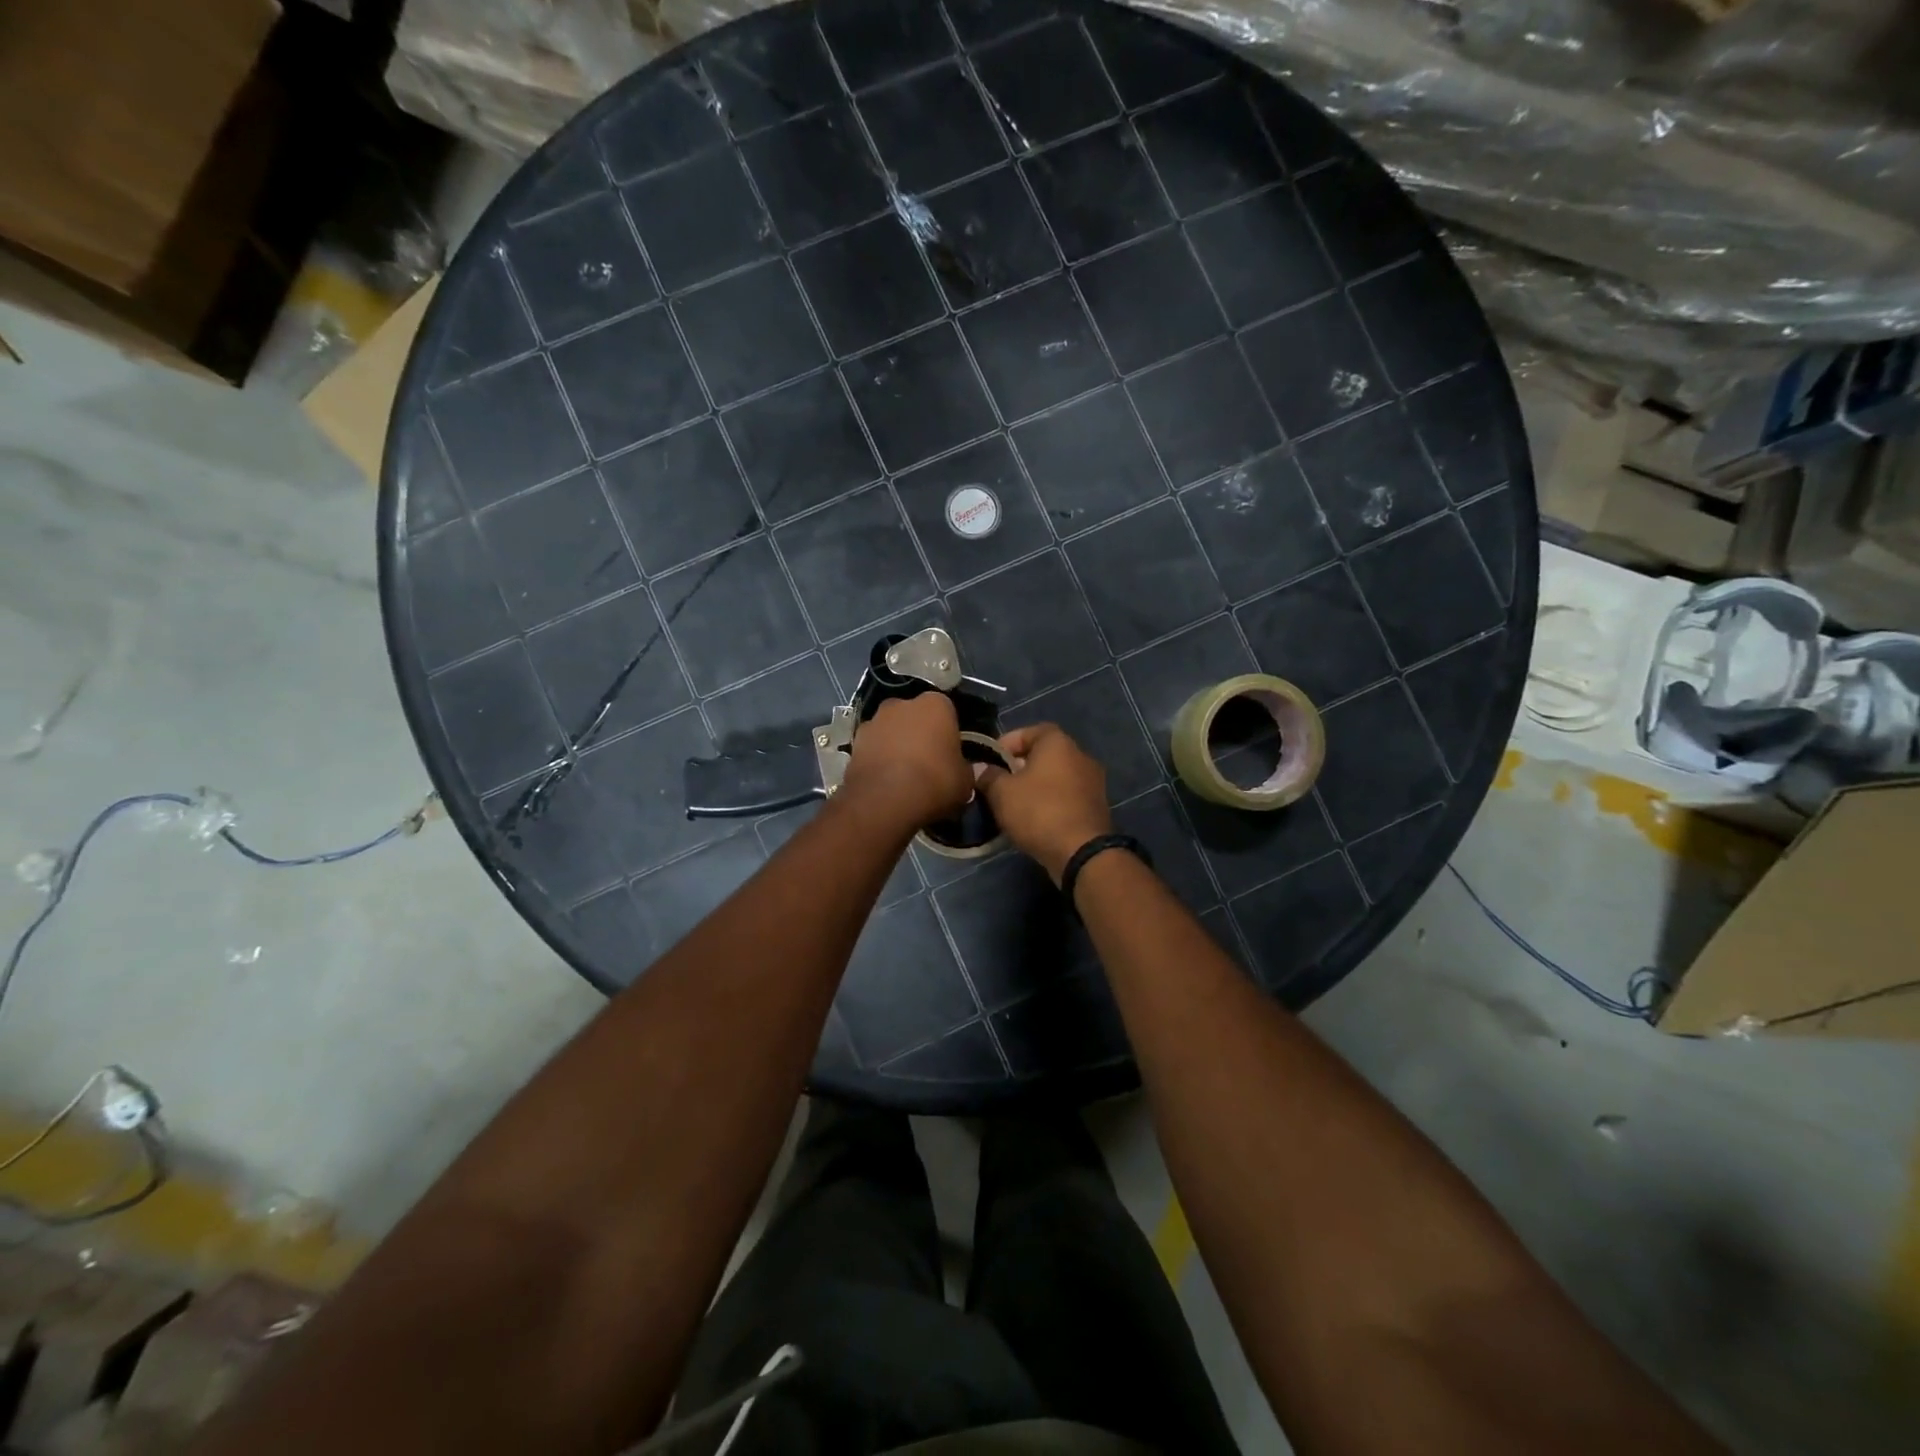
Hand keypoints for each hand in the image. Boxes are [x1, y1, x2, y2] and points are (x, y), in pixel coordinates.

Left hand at [840, 693, 975, 832]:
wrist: (884, 800)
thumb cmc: (934, 782)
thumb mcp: (965, 781)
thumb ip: (966, 769)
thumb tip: (963, 770)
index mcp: (935, 705)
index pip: (948, 712)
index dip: (949, 733)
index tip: (951, 753)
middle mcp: (902, 703)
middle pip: (916, 717)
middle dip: (920, 734)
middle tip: (928, 762)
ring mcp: (874, 720)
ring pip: (892, 730)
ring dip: (897, 745)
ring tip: (904, 774)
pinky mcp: (854, 741)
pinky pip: (874, 747)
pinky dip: (879, 758)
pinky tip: (886, 781)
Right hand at [976, 723, 1112, 883]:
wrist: (1081, 852)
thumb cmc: (1038, 811)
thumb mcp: (1002, 793)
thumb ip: (989, 776)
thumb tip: (981, 769)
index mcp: (1058, 743)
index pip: (1031, 730)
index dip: (1008, 742)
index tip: (991, 759)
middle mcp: (1080, 755)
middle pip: (1045, 754)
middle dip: (1021, 766)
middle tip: (1000, 783)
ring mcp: (1093, 782)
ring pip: (1057, 777)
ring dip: (1036, 786)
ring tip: (1014, 803)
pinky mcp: (1097, 807)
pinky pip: (1067, 796)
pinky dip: (1051, 801)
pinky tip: (1035, 818)